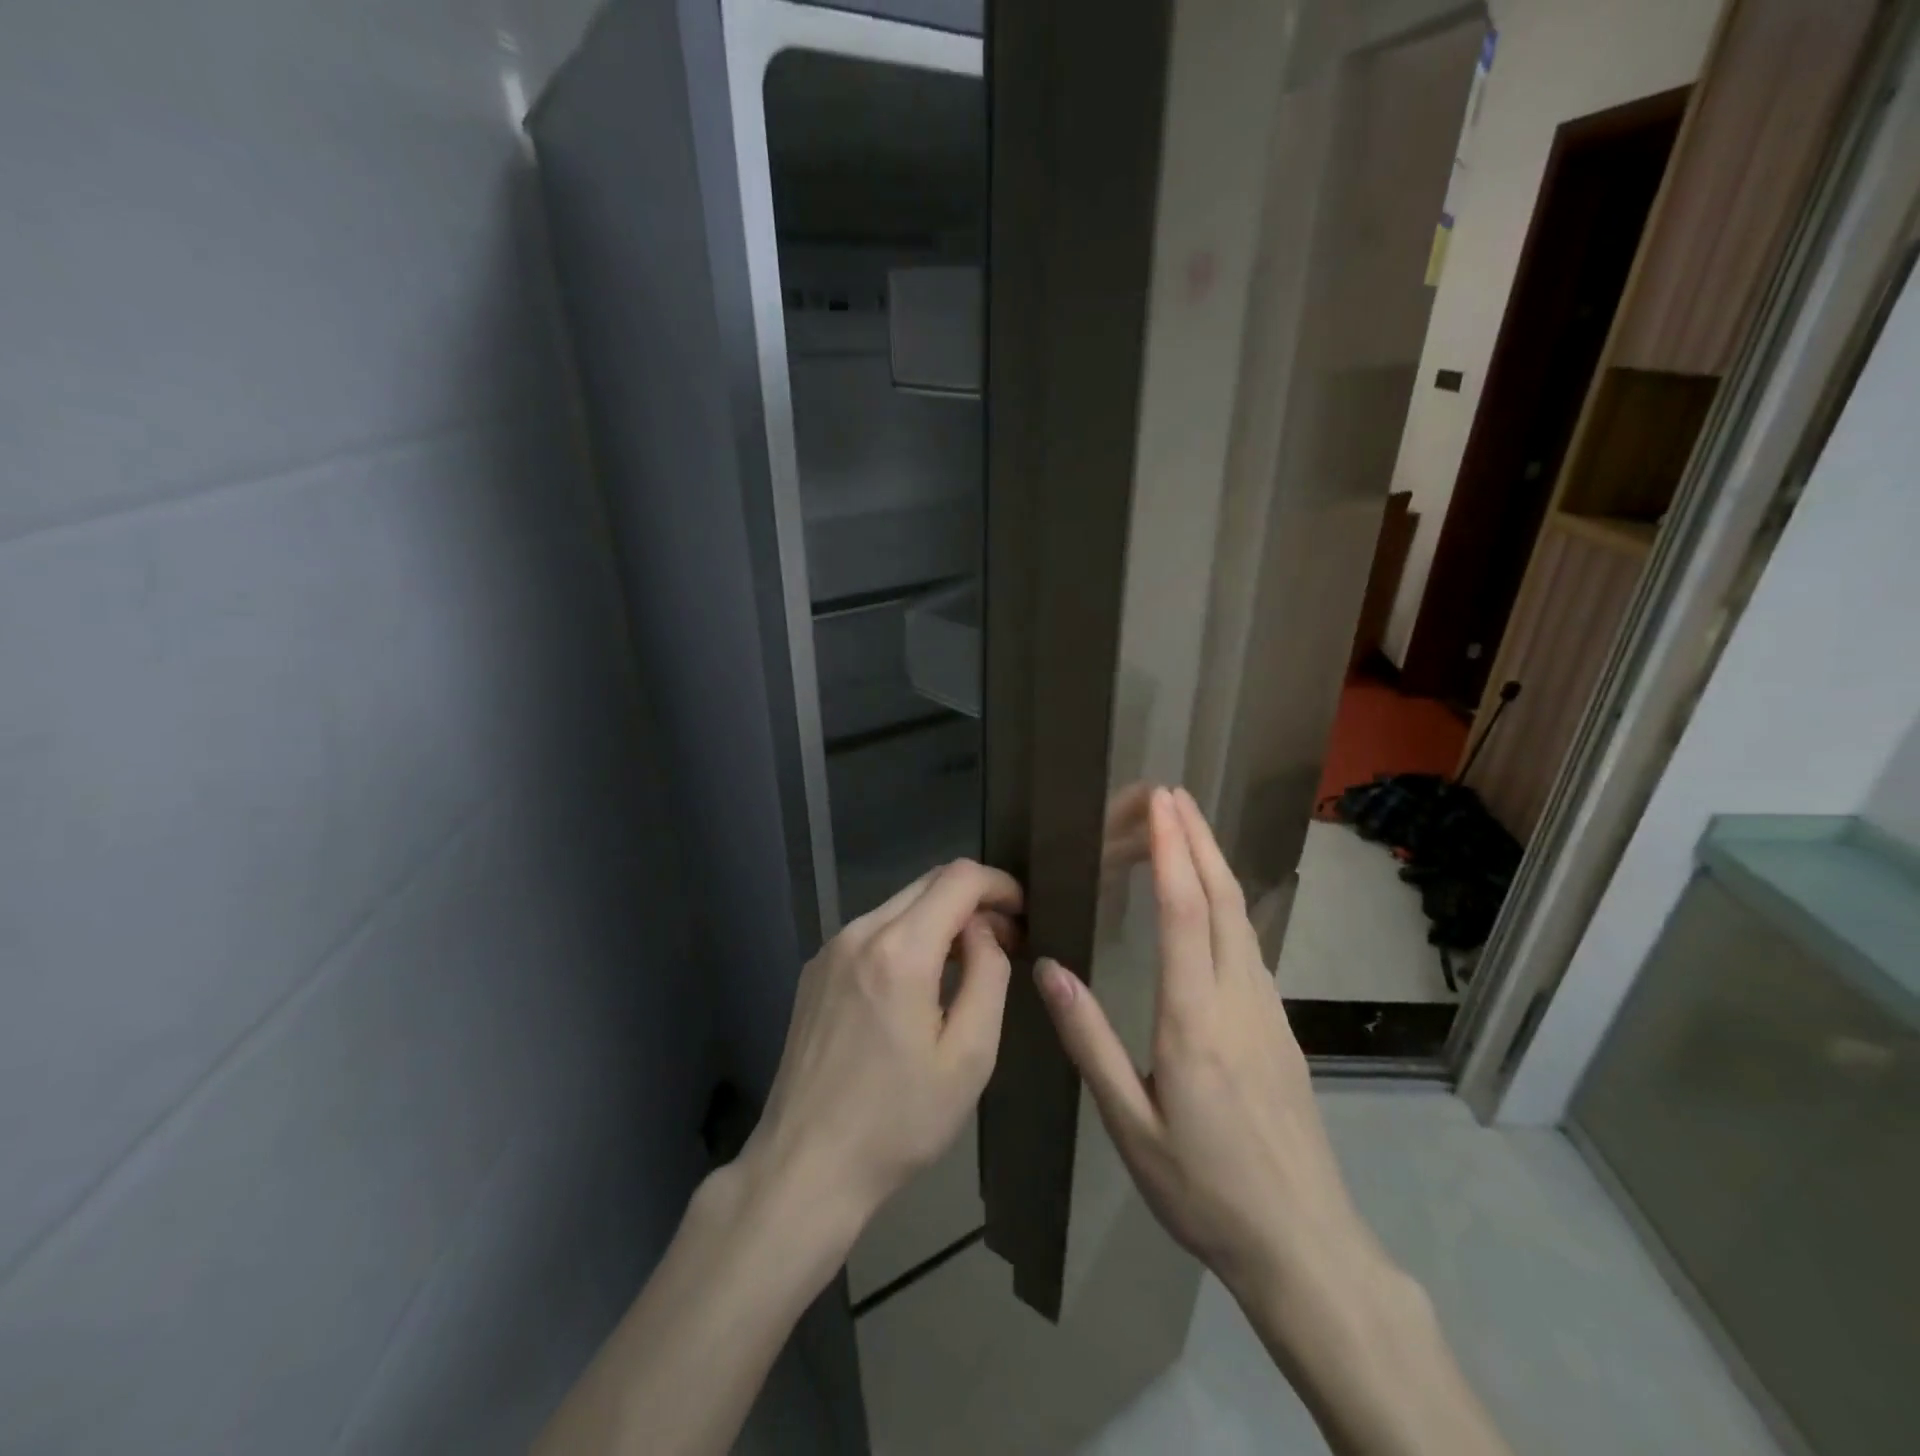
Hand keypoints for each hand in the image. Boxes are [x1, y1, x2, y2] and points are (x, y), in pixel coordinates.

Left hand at [740, 859, 1022, 1241]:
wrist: (806, 1166)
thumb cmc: (899, 1121)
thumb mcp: (969, 1056)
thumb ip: (988, 975)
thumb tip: (984, 931)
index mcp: (900, 950)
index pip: (959, 878)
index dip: (999, 884)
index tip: (1023, 913)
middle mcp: (859, 933)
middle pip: (928, 883)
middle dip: (973, 901)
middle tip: (1004, 942)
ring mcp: (830, 950)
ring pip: (899, 905)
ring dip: (940, 919)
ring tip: (966, 965)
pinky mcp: (815, 971)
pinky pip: (872, 931)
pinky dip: (907, 937)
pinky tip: (919, 982)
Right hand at [1035, 787, 1367, 1298]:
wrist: (1306, 1247)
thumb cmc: (1205, 1191)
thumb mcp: (1130, 1128)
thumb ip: (1091, 1043)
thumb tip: (1049, 969)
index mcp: (1196, 1020)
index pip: (1186, 913)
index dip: (1173, 851)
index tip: (1160, 803)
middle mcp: (1240, 1000)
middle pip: (1224, 900)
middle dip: (1198, 839)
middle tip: (1173, 793)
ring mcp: (1270, 1012)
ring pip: (1244, 919)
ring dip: (1215, 865)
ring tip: (1188, 830)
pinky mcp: (1282, 1028)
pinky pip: (1251, 945)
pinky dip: (1228, 903)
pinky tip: (1213, 903)